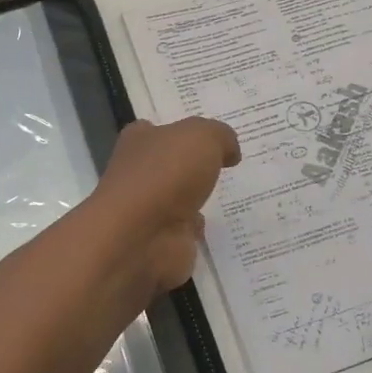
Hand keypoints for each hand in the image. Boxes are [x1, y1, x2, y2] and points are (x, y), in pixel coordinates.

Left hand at [90, 118, 240, 290]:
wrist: (142, 237)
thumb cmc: (166, 174)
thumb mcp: (203, 136)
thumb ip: (220, 136)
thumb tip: (230, 152)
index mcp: (140, 141)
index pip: (155, 130)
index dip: (178, 131)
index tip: (205, 137)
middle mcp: (139, 174)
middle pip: (170, 166)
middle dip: (192, 168)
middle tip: (227, 166)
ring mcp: (149, 210)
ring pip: (179, 201)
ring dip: (198, 202)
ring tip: (232, 197)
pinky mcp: (162, 242)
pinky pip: (187, 233)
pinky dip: (200, 233)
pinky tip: (222, 228)